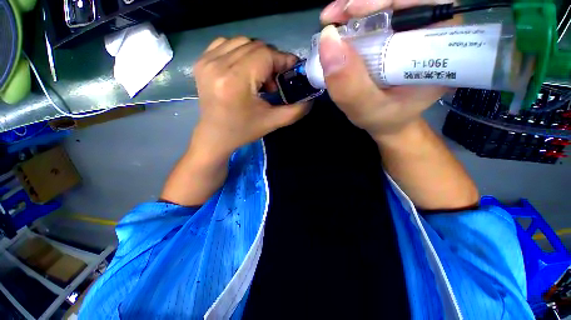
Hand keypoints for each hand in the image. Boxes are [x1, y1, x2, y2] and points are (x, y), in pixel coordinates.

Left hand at [193, 37, 308, 157]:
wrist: (215, 135)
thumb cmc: (243, 130)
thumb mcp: (273, 122)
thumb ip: (296, 110)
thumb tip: (311, 97)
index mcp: (235, 82)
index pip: (265, 55)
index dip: (283, 59)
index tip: (292, 70)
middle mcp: (218, 65)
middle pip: (255, 46)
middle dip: (271, 60)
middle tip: (273, 81)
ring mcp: (206, 61)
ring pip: (242, 42)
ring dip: (257, 56)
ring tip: (258, 78)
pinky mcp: (201, 61)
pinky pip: (226, 44)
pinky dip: (240, 53)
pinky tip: (243, 70)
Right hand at [319, 0, 455, 138]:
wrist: (388, 120)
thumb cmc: (385, 118)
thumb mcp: (368, 111)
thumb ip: (351, 87)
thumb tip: (328, 42)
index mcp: (439, 47)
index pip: (427, 3)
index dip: (389, 0)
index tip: (353, 13)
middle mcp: (430, 30)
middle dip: (365, 1)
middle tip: (332, 18)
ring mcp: (412, 28)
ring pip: (387, 2)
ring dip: (355, 7)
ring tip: (331, 23)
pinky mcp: (395, 32)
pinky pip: (376, 13)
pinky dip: (353, 17)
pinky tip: (338, 28)